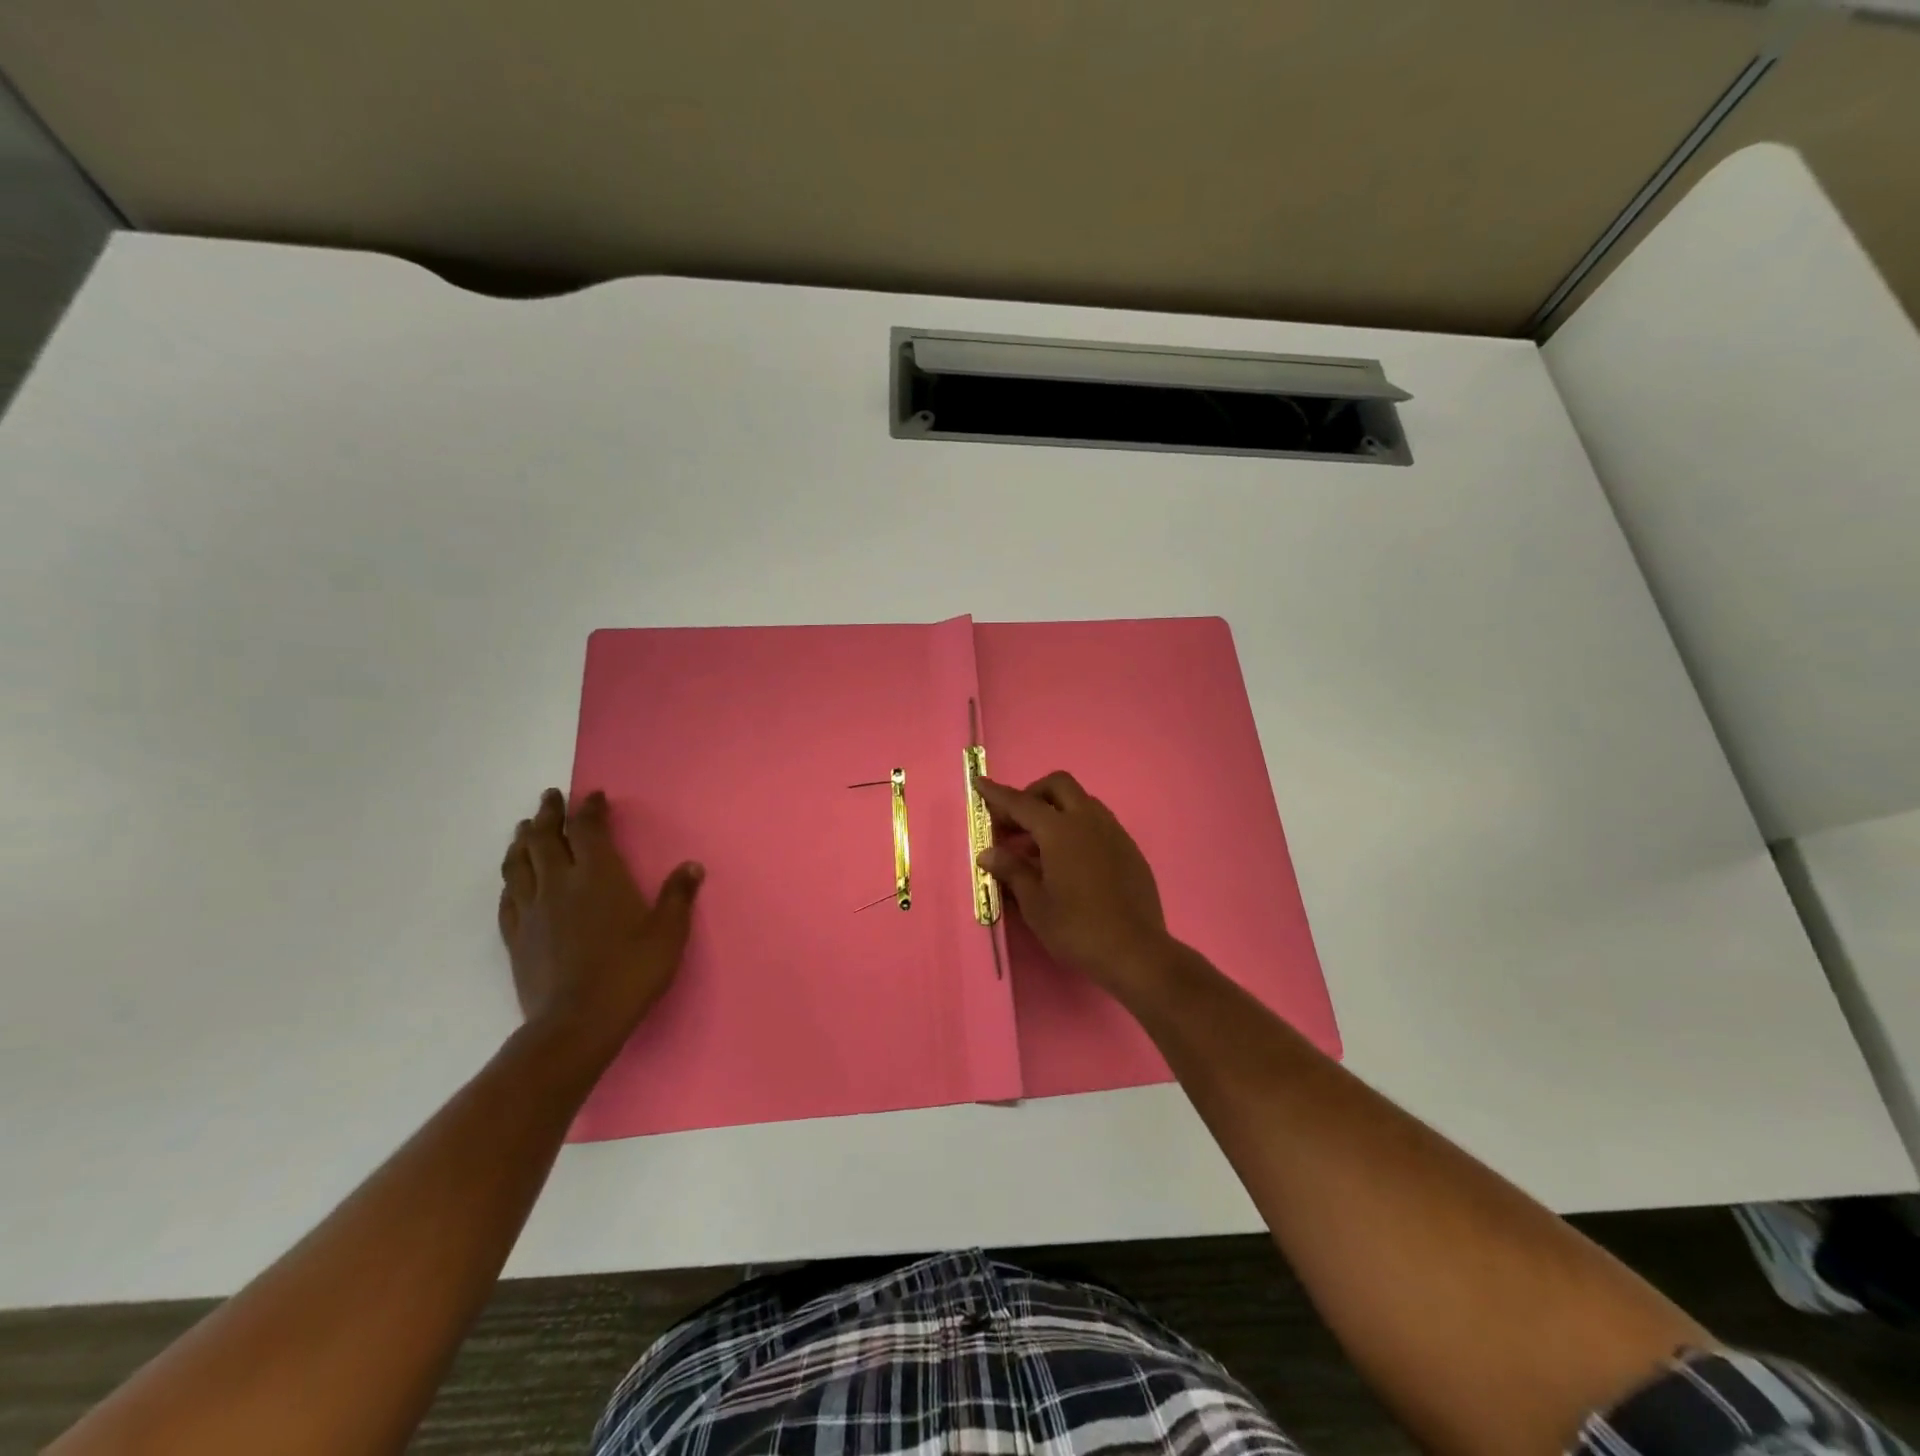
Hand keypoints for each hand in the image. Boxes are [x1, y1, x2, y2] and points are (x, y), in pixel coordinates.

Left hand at [498, 788, 703, 1061]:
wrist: (577, 1022)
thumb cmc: (630, 972)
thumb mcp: (668, 933)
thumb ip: (678, 896)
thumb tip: (691, 866)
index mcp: (599, 876)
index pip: (589, 829)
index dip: (590, 809)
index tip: (593, 796)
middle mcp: (560, 884)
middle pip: (546, 838)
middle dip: (549, 814)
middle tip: (549, 798)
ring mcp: (533, 910)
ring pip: (519, 864)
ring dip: (522, 841)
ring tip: (525, 828)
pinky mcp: (517, 937)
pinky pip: (508, 899)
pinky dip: (510, 880)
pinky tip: (512, 880)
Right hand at [974, 772, 1177, 998]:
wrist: (1136, 951)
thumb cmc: (1077, 928)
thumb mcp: (1035, 904)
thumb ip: (1012, 871)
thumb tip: (989, 853)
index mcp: (1061, 830)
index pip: (1022, 803)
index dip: (998, 794)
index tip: (980, 783)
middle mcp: (1089, 820)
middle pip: (1058, 786)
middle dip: (1033, 794)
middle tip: (1015, 822)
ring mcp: (1113, 832)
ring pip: (1082, 802)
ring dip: (1056, 811)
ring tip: (1038, 846)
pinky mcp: (1129, 849)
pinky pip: (1098, 823)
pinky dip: (1077, 827)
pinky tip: (1069, 861)